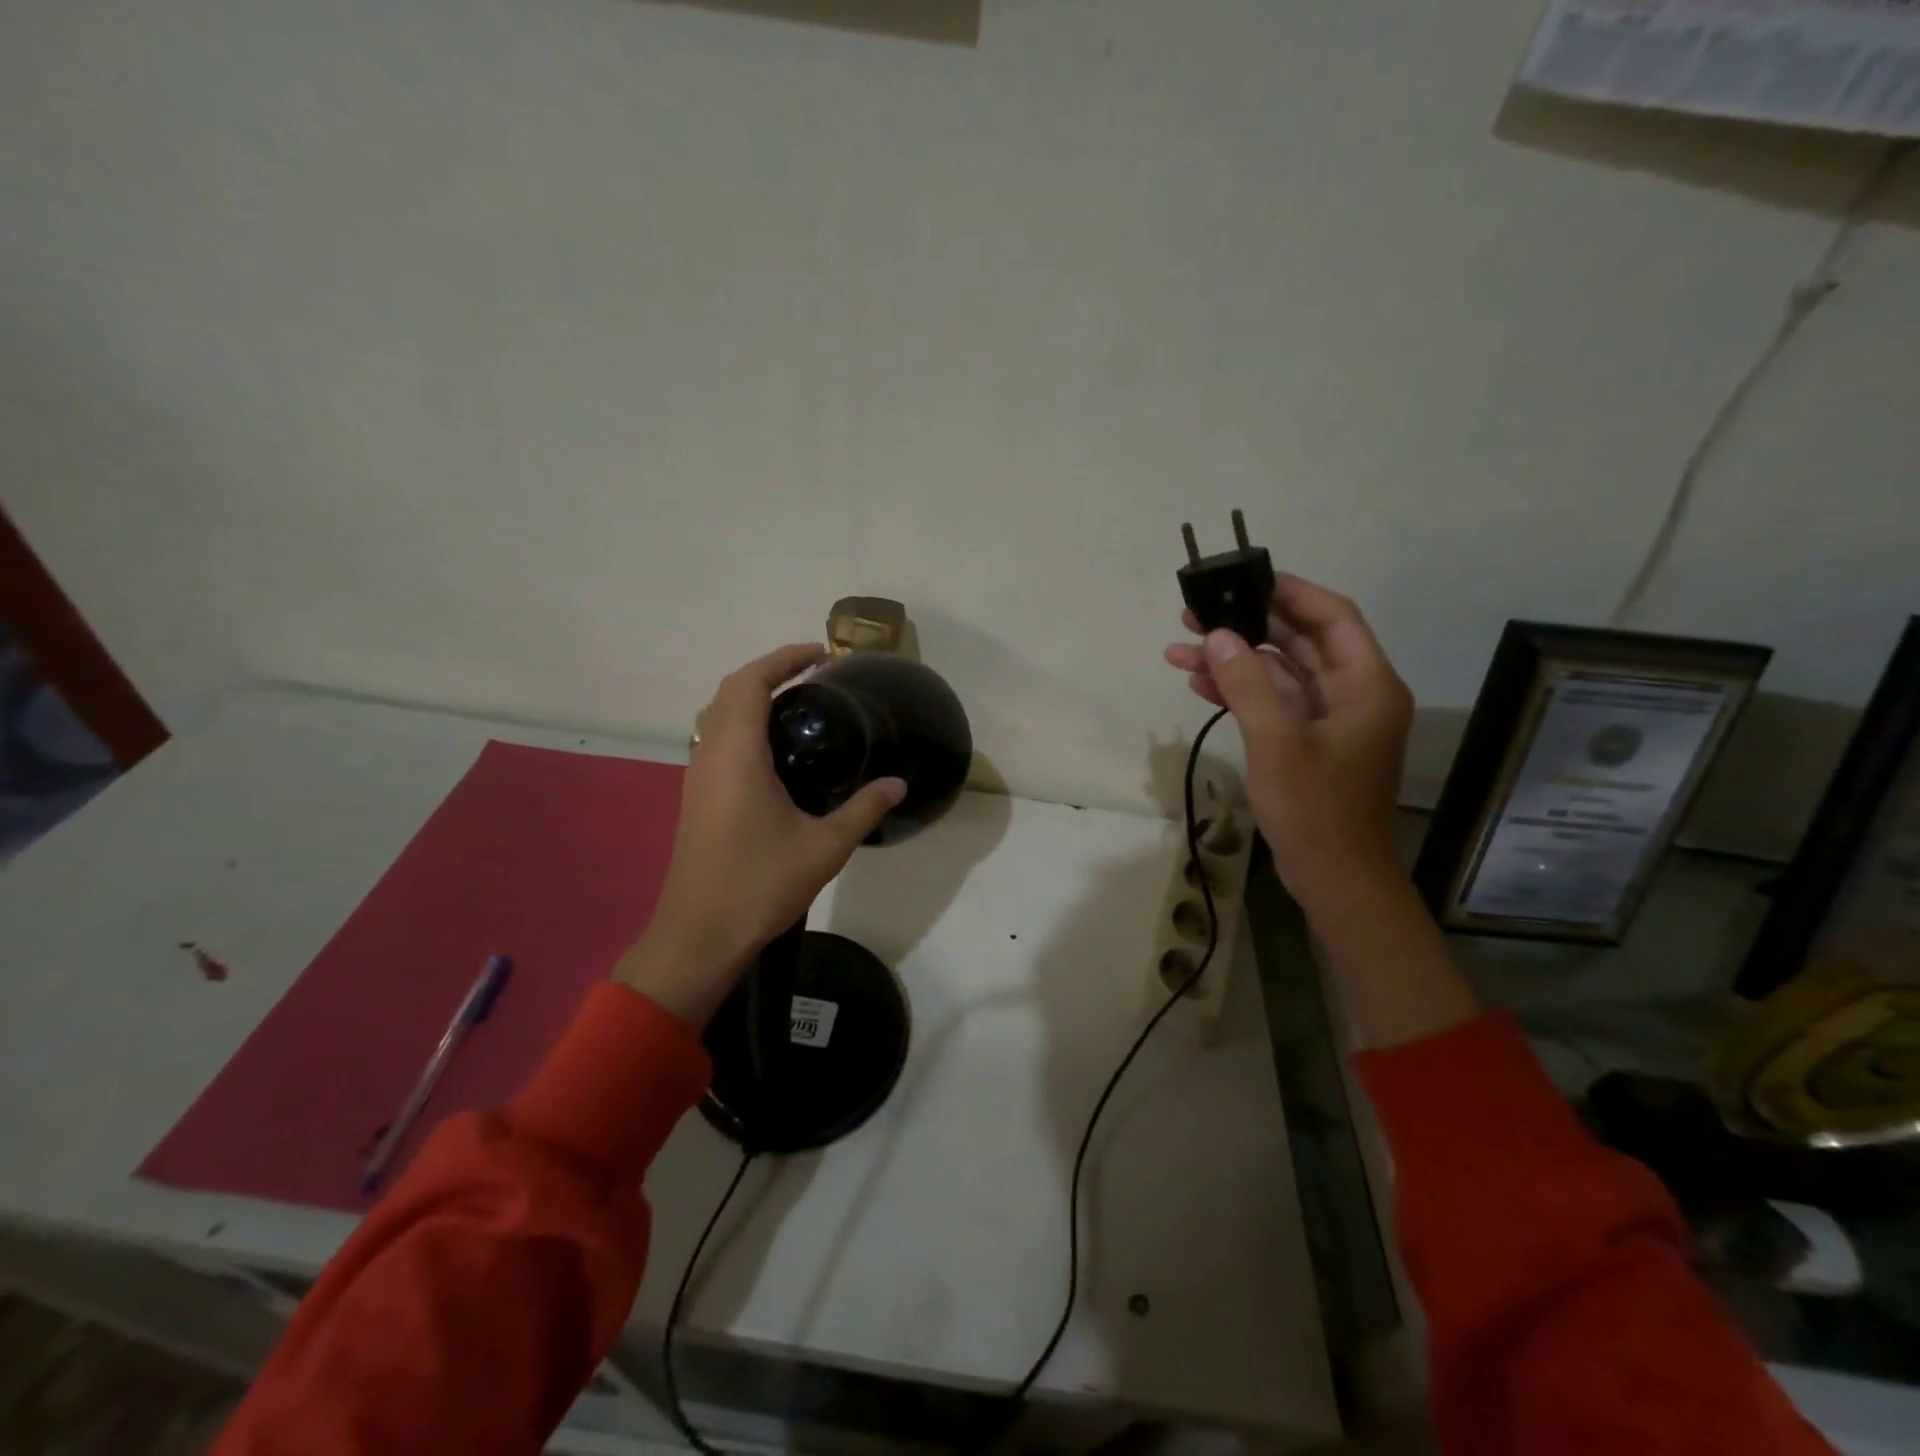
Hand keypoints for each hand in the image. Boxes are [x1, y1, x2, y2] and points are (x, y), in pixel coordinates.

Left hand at [615, 643, 905, 1027]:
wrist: (699, 936)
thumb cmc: (760, 885)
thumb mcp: (824, 847)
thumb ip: (864, 809)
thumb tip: (899, 784)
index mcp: (736, 755)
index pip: (750, 683)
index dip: (783, 658)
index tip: (821, 654)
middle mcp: (710, 756)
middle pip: (730, 691)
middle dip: (770, 672)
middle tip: (814, 676)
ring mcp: (698, 778)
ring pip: (717, 716)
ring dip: (751, 698)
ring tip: (798, 706)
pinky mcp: (697, 799)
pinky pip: (717, 741)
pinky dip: (743, 725)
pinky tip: (775, 751)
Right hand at [1164, 575, 1413, 916]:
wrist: (1335, 879)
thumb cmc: (1315, 809)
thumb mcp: (1277, 742)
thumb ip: (1247, 684)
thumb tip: (1220, 636)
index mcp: (1366, 684)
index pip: (1332, 616)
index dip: (1290, 591)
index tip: (1242, 579)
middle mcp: (1352, 693)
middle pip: (1299, 641)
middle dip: (1247, 626)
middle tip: (1195, 614)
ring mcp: (1328, 720)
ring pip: (1278, 673)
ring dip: (1233, 661)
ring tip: (1181, 648)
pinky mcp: (1307, 742)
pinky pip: (1271, 703)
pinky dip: (1238, 692)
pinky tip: (1198, 683)